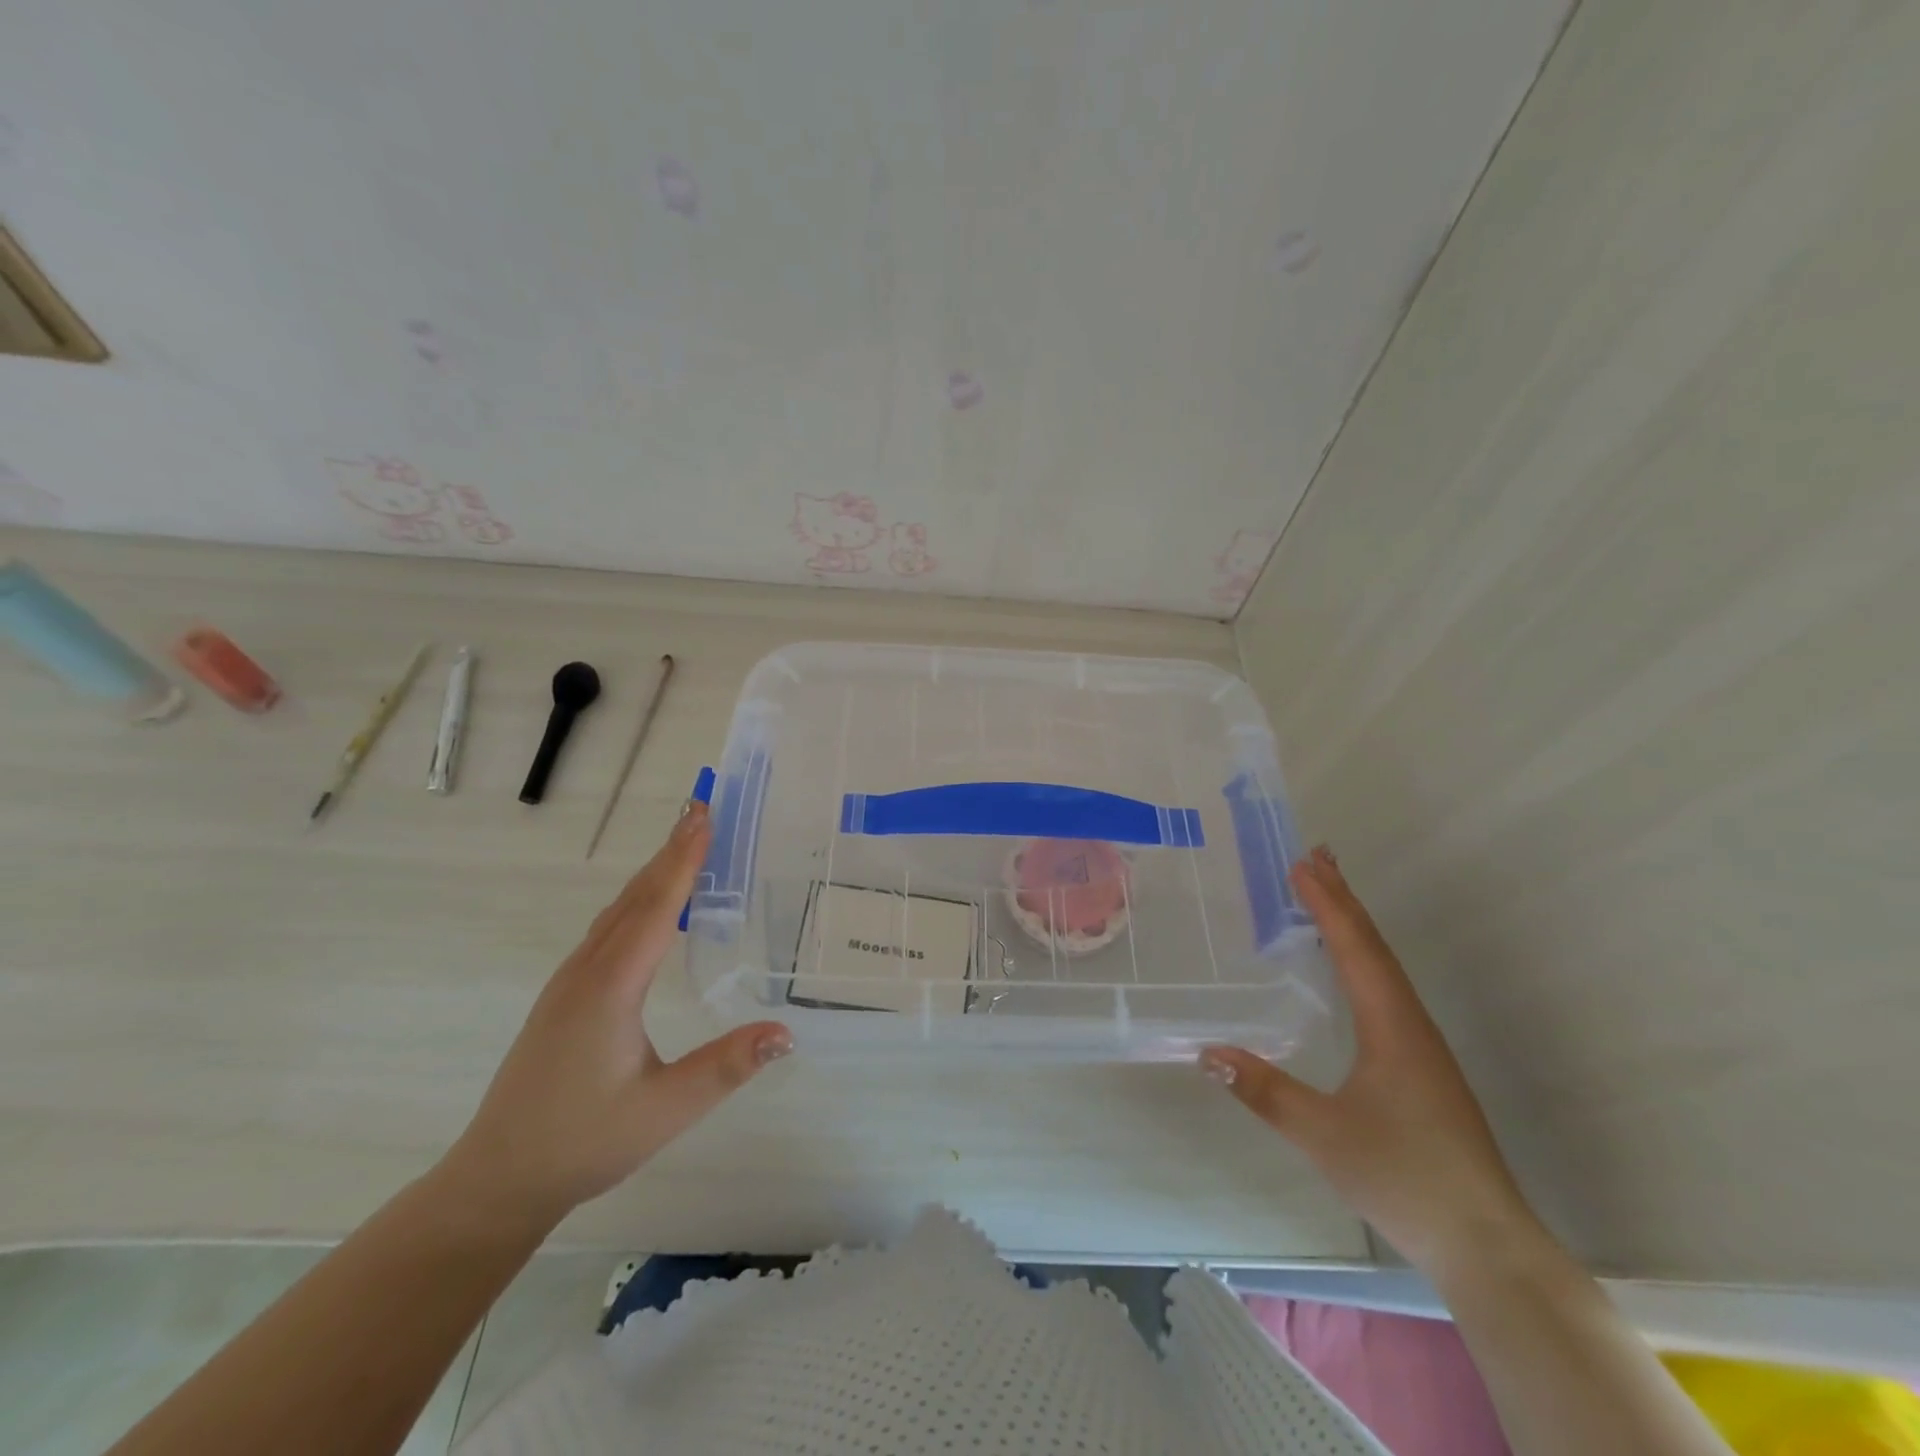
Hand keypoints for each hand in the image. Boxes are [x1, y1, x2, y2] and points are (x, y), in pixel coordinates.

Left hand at [438, 801, 791, 1231]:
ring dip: (653, 873)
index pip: (657, 908)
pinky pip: (607, 931)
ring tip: (685, 846)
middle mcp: (587, 971)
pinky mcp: (565, 996)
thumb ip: (726, 1067)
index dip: (684, 860)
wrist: (498, 1178)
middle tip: (701, 810)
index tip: (703, 816)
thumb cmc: (584, 1141)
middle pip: (635, 897)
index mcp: (612, 987)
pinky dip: (638, 901)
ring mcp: (569, 982)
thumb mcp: (665, 1110)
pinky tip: (651, 909)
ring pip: (617, 912)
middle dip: (670, 851)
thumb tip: (787, 1032)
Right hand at [1201, 846, 1539, 1278]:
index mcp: (1393, 1026)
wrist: (1487, 1245)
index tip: (1302, 864)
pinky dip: (1363, 960)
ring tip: (1330, 897)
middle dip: (1344, 900)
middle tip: (1317, 857)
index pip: (1356, 949)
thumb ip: (1264, 1092)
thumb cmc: (1405, 1178)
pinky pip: (1387, 992)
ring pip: (1385, 969)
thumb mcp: (1323, 1134)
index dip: (1328, 904)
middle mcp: (1412, 1024)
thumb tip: (1207, 1054)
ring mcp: (1422, 1047)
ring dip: (1355, 927)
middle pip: (1375, 947)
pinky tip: (1352, 972)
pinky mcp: (1423, 1068)